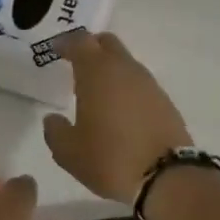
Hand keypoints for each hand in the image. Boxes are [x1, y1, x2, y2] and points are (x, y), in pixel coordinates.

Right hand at [43, 32, 192, 202]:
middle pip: (108, 44)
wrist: (166, 176)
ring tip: (98, 91)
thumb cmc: (109, 159)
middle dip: (91, 48)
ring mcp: (149, 84)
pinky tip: (120, 109)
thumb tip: (53, 119)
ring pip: (126, 63)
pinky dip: (127, 88)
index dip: (66, 43)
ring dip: (111, 69)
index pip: (80, 42)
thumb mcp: (69, 152)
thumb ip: (55, 131)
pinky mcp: (165, 102)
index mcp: (97, 73)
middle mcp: (125, 70)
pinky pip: (140, 85)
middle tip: (77, 63)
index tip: (56, 49)